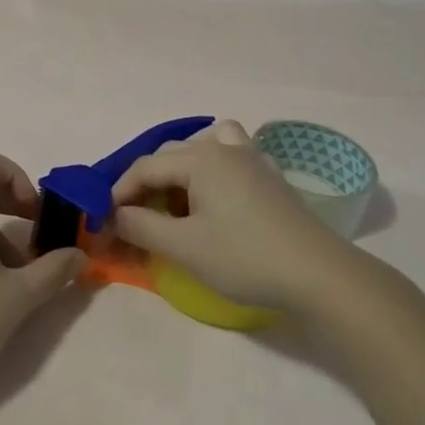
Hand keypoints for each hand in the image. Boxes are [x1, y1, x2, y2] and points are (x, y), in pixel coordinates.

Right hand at [110, 121, 347, 311]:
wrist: (320, 276)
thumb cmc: (245, 258)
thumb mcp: (183, 247)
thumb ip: (141, 227)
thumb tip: (114, 217)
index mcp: (200, 159)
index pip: (144, 167)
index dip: (118, 194)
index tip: (104, 224)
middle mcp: (224, 149)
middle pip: (170, 155)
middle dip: (146, 185)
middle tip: (136, 221)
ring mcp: (253, 160)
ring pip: (203, 148)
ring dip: (180, 170)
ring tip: (176, 202)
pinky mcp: (270, 178)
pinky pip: (232, 157)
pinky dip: (213, 170)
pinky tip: (215, 198)